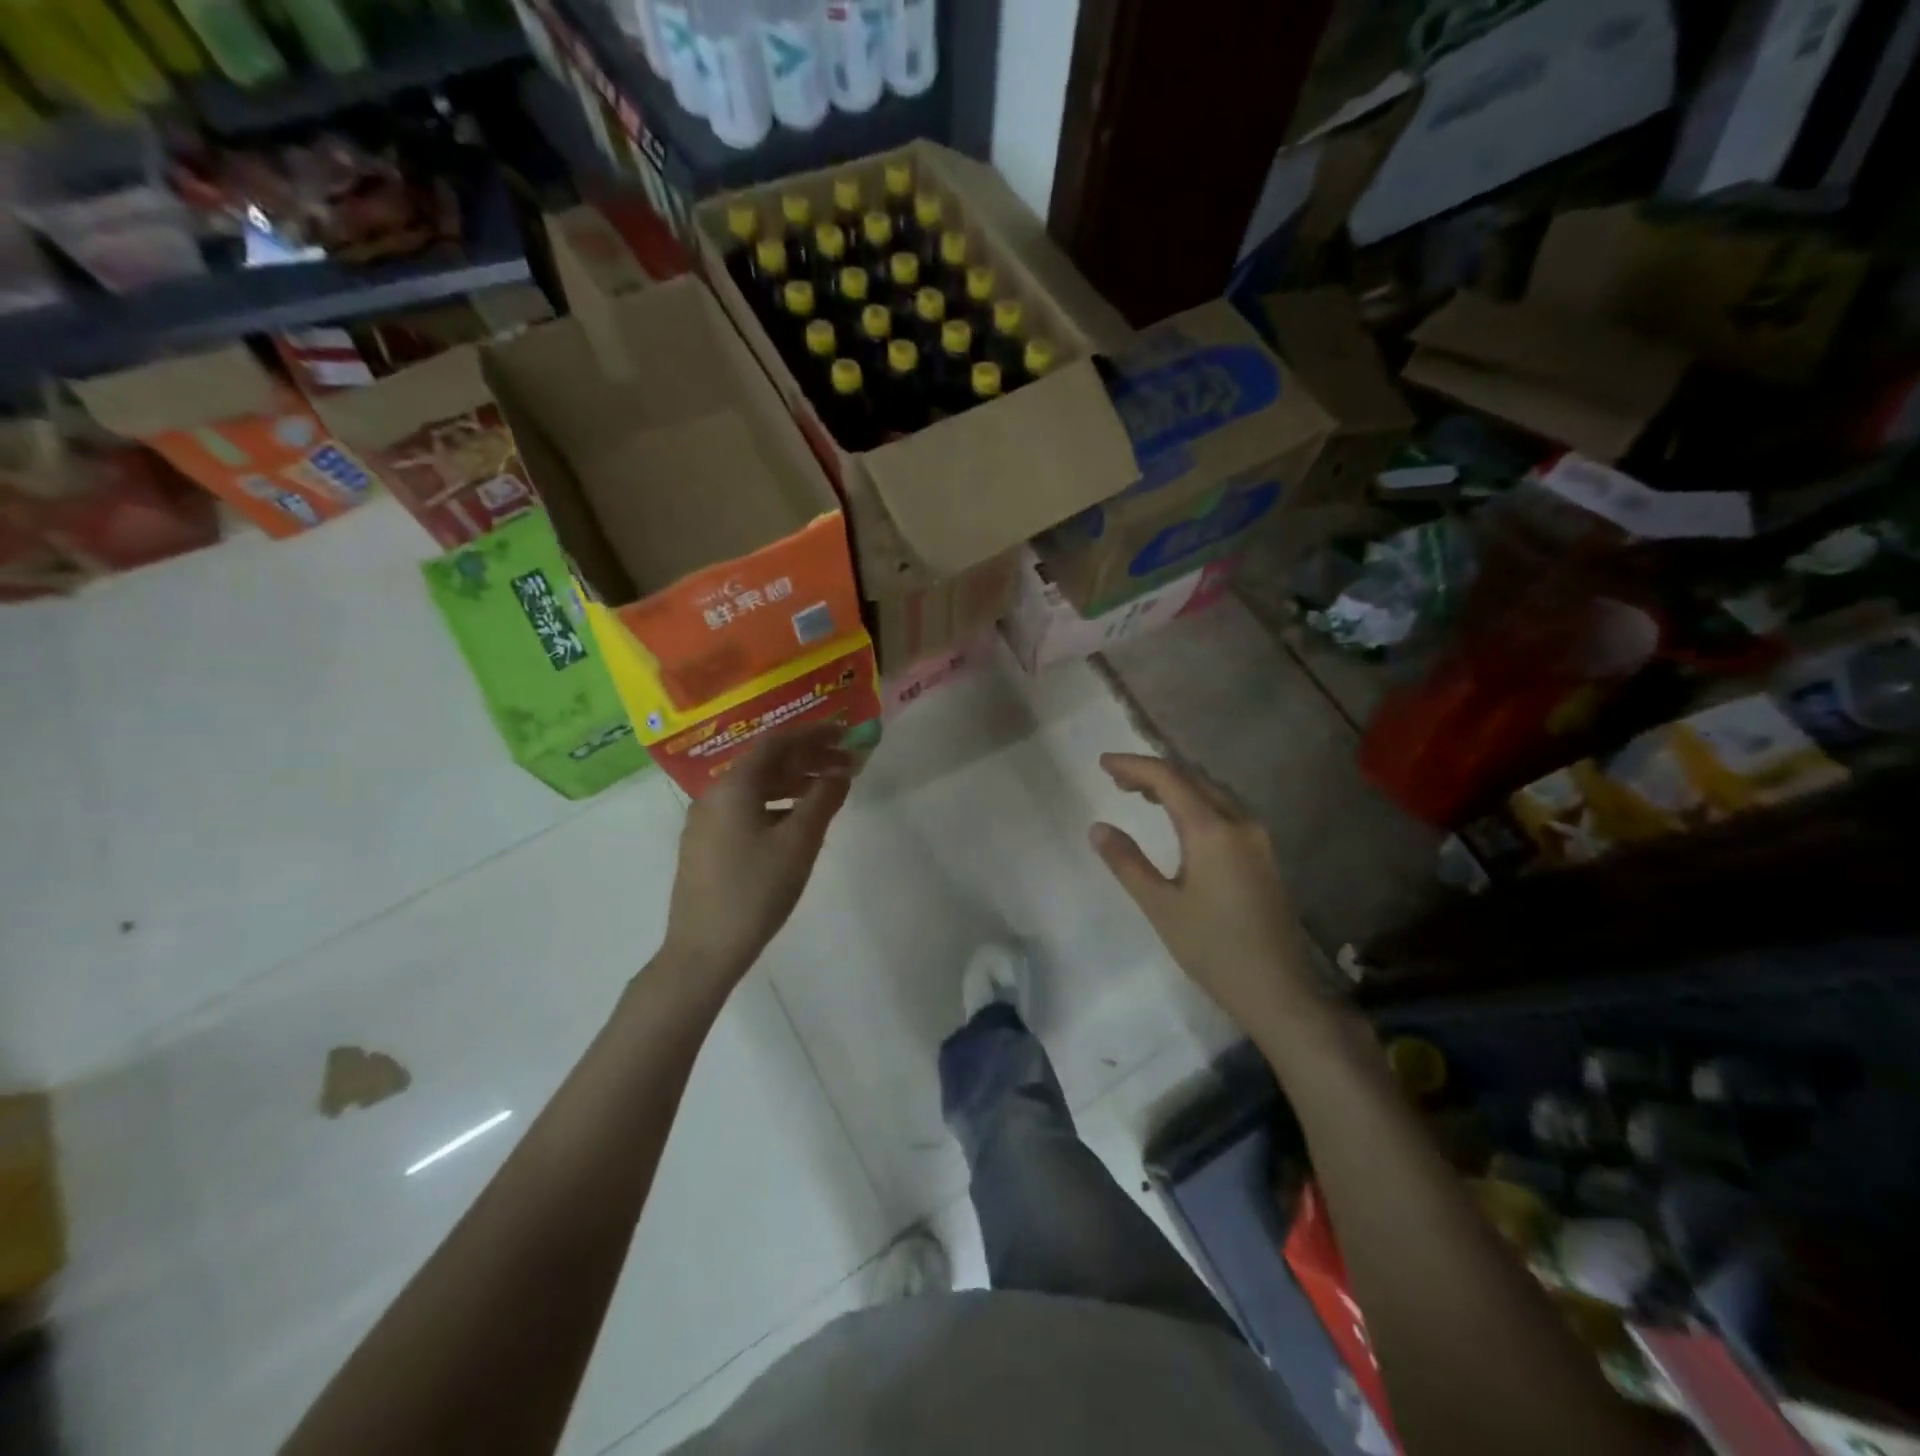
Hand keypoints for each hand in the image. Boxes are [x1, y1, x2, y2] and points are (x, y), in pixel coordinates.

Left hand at [662, 724, 853, 986]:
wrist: (703, 950)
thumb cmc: (755, 891)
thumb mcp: (799, 843)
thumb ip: (823, 800)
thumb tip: (840, 772)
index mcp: (733, 786)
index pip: (777, 742)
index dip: (814, 733)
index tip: (845, 733)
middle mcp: (714, 794)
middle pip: (766, 763)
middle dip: (808, 759)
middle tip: (846, 765)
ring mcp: (705, 821)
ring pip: (756, 788)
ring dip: (793, 783)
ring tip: (828, 792)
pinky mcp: (705, 845)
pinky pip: (746, 809)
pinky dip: (776, 805)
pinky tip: (797, 822)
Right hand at [1090, 753, 1314, 1035]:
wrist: (1277, 990)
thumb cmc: (1212, 948)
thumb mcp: (1160, 906)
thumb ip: (1127, 862)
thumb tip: (1098, 828)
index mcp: (1212, 831)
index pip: (1169, 779)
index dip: (1134, 765)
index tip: (1102, 763)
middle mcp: (1239, 823)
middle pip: (1193, 778)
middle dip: (1153, 772)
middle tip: (1116, 777)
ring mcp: (1256, 839)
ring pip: (1211, 792)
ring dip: (1175, 785)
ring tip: (1140, 793)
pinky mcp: (1263, 856)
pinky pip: (1224, 810)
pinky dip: (1194, 802)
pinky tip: (1178, 820)